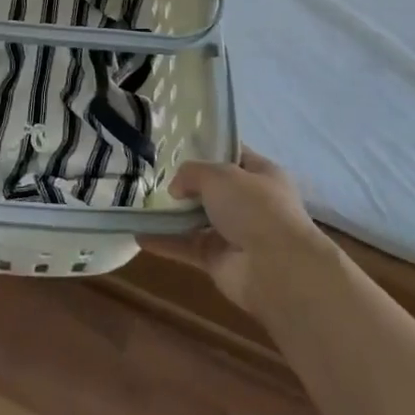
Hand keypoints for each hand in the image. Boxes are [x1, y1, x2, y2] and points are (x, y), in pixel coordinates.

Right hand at [142, 148, 330, 311]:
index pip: (234, 155)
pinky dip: (165, 242)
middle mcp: (250, 202)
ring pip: (198, 220)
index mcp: (261, 174)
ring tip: (142, 204)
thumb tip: (177, 189)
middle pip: (214, 189)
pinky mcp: (219, 261)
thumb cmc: (255, 207)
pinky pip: (187, 247)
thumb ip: (192, 173)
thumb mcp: (220, 174)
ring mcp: (235, 233)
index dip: (210, 149)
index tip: (180, 146)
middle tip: (156, 176)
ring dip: (173, 215)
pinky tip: (139, 236)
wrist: (276, 268)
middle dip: (187, 185)